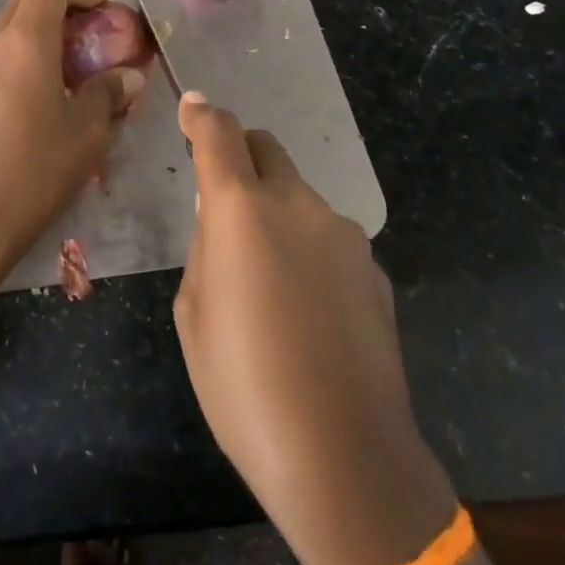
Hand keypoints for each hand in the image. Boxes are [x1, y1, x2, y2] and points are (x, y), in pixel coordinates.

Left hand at [0, 0, 145, 352]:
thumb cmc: (37, 168)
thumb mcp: (88, 131)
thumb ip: (109, 93)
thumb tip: (128, 76)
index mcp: (24, 41)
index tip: (106, 9)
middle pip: (25, 2)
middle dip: (61, 8)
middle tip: (92, 35)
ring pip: (7, 29)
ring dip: (40, 33)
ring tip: (71, 66)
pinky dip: (21, 57)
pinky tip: (41, 93)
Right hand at [174, 93, 520, 564]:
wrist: (344, 456)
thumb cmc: (243, 385)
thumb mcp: (193, 313)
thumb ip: (206, 250)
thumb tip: (221, 224)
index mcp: (241, 211)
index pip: (219, 134)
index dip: (201, 115)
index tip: (191, 108)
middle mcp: (297, 205)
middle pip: (266, 149)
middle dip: (240, 157)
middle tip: (222, 203)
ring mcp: (343, 236)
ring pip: (298, 196)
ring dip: (274, 210)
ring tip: (265, 276)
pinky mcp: (373, 269)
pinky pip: (327, 236)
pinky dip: (306, 246)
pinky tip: (304, 306)